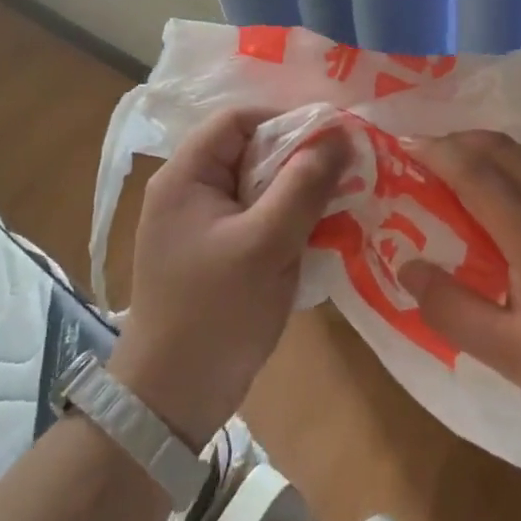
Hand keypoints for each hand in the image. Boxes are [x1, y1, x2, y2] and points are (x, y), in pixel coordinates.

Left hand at [109, 109, 349, 446]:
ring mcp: (202, 224)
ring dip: (300, 191)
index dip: (287, 119)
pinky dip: (290, 219)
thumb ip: (304, 185)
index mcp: (186, 176)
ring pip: (260, 186)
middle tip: (348, 170)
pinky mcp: (216, 252)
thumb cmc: (215, 313)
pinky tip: (323, 232)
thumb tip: (341, 134)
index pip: (239, 120)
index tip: (335, 136)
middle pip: (251, 151)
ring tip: (343, 200)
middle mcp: (190, 190)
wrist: (172, 400)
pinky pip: (258, 217)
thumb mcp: (267, 243)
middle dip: (300, 158)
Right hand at [398, 131, 520, 438]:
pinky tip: (519, 187)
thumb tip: (407, 266)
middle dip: (457, 142)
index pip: (472, 170)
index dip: (435, 152)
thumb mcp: (511, 354)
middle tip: (428, 156)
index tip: (406, 147)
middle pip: (499, 147)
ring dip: (490, 149)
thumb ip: (451, 309)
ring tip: (466, 168)